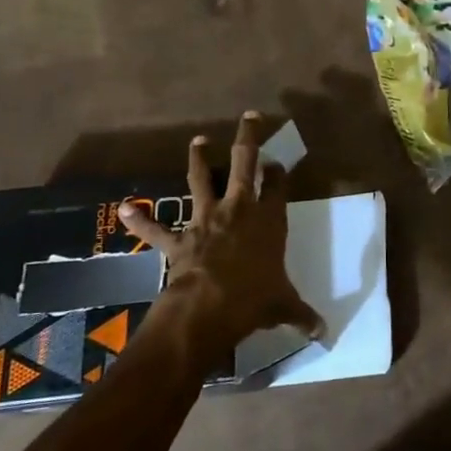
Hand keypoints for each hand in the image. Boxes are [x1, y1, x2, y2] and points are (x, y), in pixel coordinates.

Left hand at [118, 112, 322, 356]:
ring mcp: (206, 220)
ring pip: (201, 181)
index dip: (279, 172)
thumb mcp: (284, 306)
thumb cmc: (254, 299)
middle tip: (250, 118)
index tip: (279, 163)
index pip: (278, 185)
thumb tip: (325, 333)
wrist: (208, 309)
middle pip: (244, 164)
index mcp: (269, 220)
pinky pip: (156, 228)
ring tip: (197, 140)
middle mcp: (239, 209)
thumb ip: (303, 316)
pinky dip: (140, 219)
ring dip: (198, 159)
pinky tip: (124, 209)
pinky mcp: (179, 239)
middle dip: (249, 138)